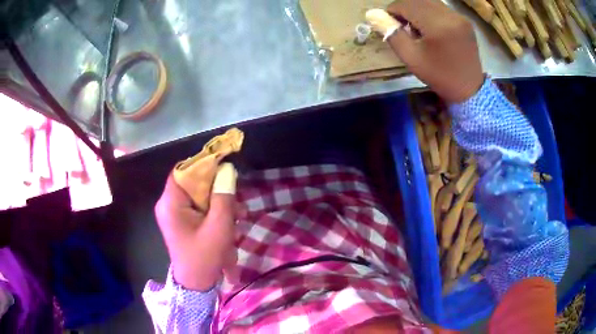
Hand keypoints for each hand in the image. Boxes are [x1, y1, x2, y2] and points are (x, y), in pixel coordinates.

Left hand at [154, 173, 236, 290]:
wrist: (196, 284)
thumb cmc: (205, 256)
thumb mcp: (219, 226)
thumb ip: (223, 195)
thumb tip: (227, 169)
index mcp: (171, 203)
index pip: (183, 171)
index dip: (204, 165)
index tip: (225, 166)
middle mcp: (168, 204)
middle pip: (192, 183)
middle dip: (216, 189)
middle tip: (236, 199)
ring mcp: (174, 213)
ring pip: (198, 195)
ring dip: (218, 202)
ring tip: (238, 215)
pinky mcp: (181, 221)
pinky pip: (198, 207)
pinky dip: (214, 211)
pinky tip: (229, 222)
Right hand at [386, 0, 483, 102]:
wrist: (470, 90)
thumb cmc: (440, 76)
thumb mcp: (411, 58)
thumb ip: (392, 34)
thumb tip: (372, 14)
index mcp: (437, 25)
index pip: (406, 4)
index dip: (393, 11)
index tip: (390, 24)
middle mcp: (450, 15)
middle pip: (417, 0)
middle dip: (404, 9)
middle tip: (402, 26)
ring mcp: (459, 16)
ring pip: (429, 2)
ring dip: (417, 9)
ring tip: (416, 27)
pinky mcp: (464, 20)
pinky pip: (440, 8)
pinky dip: (430, 12)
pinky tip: (430, 28)